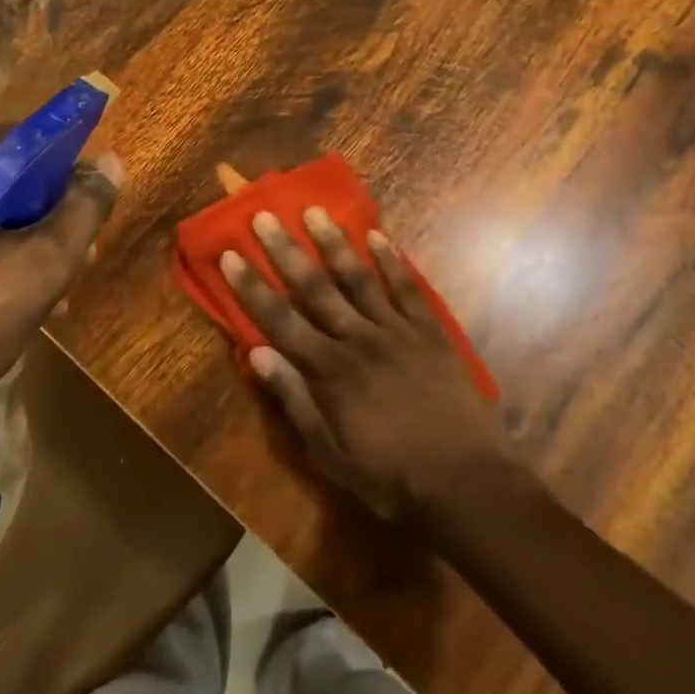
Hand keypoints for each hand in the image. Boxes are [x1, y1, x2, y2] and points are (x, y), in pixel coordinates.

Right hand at [222, 208, 508, 519]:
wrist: (464, 482)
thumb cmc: (389, 475)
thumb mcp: (329, 453)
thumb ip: (294, 400)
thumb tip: (255, 354)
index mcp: (329, 370)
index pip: (280, 320)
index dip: (252, 287)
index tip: (230, 254)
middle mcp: (357, 339)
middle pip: (315, 287)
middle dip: (286, 251)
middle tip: (265, 215)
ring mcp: (396, 330)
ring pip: (358, 277)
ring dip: (334, 243)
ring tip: (315, 211)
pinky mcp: (429, 331)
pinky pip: (406, 288)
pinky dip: (391, 261)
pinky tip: (377, 236)